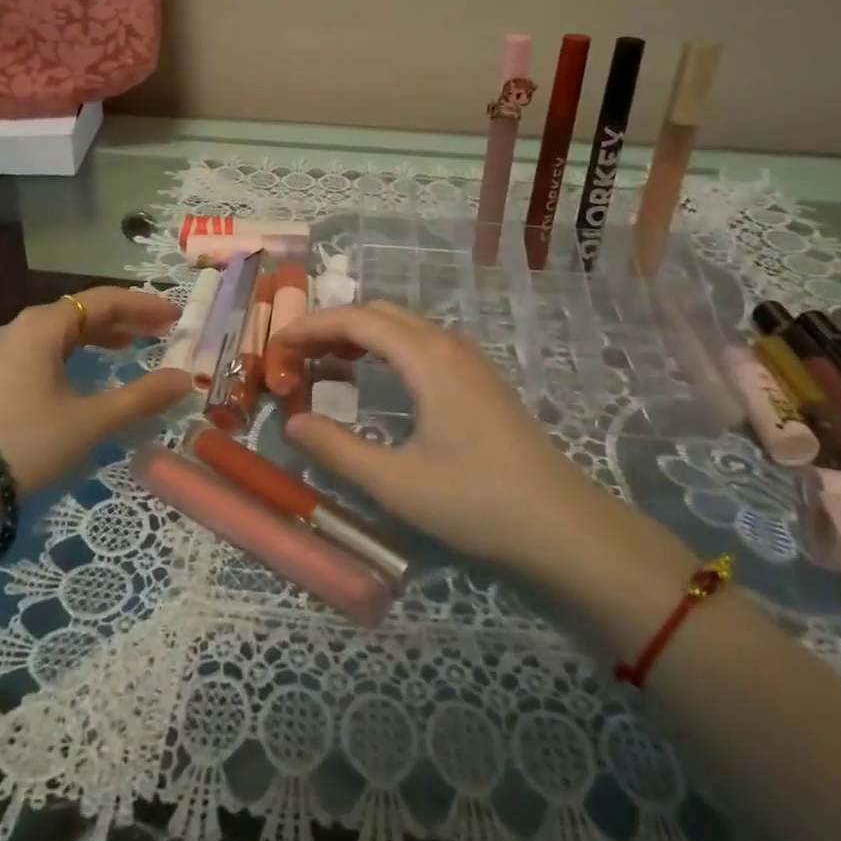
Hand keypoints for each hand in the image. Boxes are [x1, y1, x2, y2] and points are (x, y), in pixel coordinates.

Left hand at [0, 287, 192, 494]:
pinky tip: (90, 368)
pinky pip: (48, 348)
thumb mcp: (90, 421)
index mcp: (44, 325)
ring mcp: (6, 349)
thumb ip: (140, 397)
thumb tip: (185, 379)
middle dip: (126, 319)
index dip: (144, 306)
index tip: (176, 316)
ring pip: (65, 330)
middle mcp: (24, 326)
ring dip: (102, 335)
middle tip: (162, 331)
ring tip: (133, 346)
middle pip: (84, 311)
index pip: (105, 300)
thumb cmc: (27, 441)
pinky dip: (78, 351)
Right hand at [263, 301, 601, 563]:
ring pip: (402, 326)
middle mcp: (446, 344)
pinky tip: (375, 379)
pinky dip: (385, 348)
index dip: (310, 326)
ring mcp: (468, 359)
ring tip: (324, 363)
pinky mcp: (479, 379)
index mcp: (425, 357)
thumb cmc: (476, 501)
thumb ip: (336, 450)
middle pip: (378, 314)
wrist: (563, 526)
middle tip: (295, 355)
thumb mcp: (395, 483)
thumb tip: (292, 422)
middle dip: (331, 326)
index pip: (356, 320)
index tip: (276, 345)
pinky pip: (420, 343)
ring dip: (359, 335)